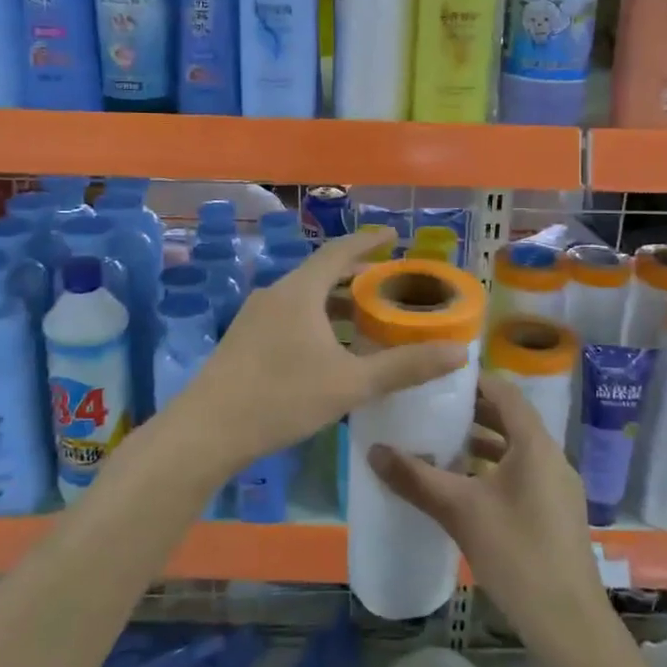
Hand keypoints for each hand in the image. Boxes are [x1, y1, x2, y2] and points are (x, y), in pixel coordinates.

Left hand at [177, 226, 464, 479]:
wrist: (207, 431)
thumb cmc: (282, 397)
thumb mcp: (351, 384)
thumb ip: (404, 367)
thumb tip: (459, 352)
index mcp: (300, 291)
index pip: (339, 251)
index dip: (368, 242)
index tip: (393, 236)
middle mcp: (275, 293)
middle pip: (320, 273)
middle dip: (354, 275)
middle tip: (386, 282)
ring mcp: (254, 316)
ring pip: (302, 297)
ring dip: (333, 301)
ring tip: (362, 316)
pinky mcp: (243, 340)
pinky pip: (288, 315)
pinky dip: (314, 318)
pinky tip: (326, 348)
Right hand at [368, 372, 612, 657]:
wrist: (568, 623)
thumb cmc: (516, 554)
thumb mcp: (460, 511)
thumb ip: (416, 478)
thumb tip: (373, 450)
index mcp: (535, 445)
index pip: (505, 393)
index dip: (474, 380)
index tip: (439, 378)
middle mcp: (552, 457)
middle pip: (511, 419)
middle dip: (473, 413)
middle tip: (432, 409)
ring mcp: (557, 487)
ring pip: (517, 449)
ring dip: (483, 444)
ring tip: (442, 445)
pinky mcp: (556, 513)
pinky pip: (523, 474)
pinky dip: (494, 469)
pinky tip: (466, 489)